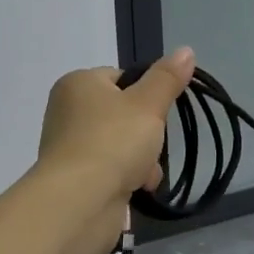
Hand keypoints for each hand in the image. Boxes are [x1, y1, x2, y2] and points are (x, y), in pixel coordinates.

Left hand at [37, 47, 194, 202]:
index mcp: (77, 84)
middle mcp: (67, 112)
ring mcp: (69, 148)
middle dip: (146, 133)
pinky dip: (127, 178)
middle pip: (123, 114)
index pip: (121, 78)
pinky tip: (139, 188)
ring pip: (120, 144)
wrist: (79, 203)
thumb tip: (186, 50)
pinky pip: (111, 170)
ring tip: (147, 173)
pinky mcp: (74, 180)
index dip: (146, 94)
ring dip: (141, 159)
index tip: (160, 111)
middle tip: (155, 144)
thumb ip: (167, 78)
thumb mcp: (148, 104)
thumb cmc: (113, 142)